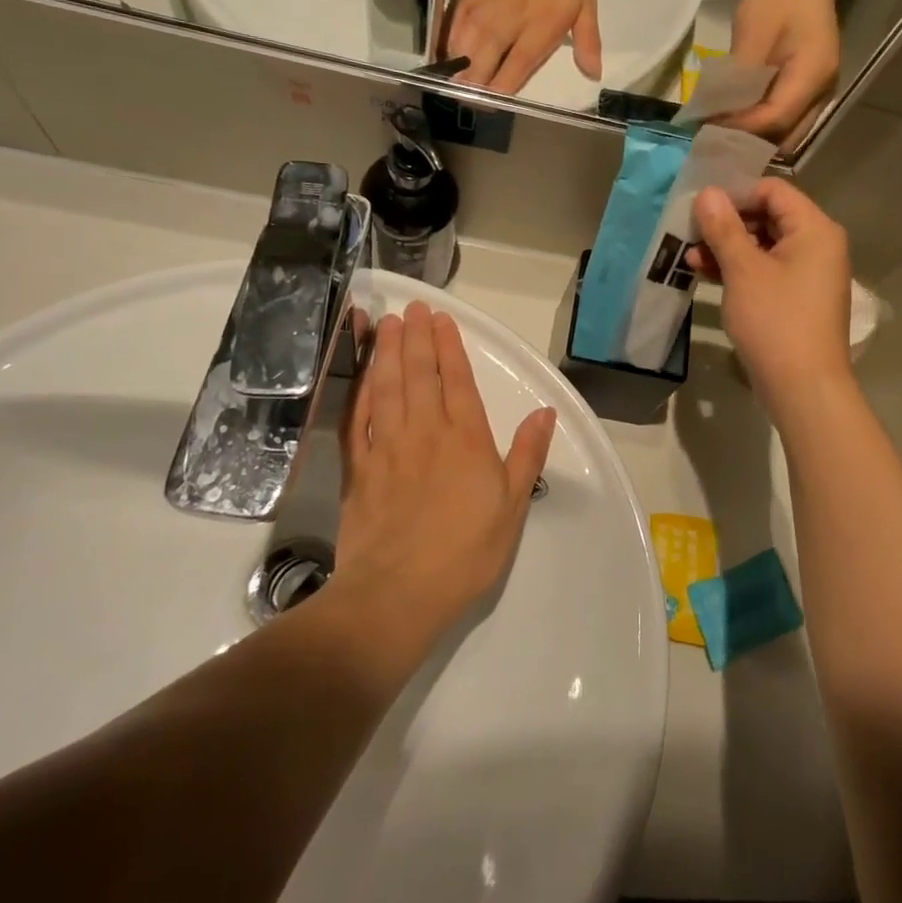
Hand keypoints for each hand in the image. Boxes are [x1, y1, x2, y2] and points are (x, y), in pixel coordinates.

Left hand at [334, 301, 556, 640]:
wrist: (397, 594)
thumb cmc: (465, 553)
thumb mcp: (513, 507)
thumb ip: (527, 455)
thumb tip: (545, 413)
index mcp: (466, 439)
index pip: (457, 381)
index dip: (449, 347)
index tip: (442, 319)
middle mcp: (425, 432)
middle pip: (419, 374)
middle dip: (415, 337)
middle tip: (412, 308)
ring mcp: (386, 447)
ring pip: (386, 387)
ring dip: (386, 352)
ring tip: (385, 324)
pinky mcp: (358, 469)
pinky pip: (357, 418)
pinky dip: (359, 390)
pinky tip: (361, 374)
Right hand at [448, 0, 600, 93]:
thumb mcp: (586, 3)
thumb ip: (587, 41)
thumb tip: (593, 74)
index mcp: (537, 32)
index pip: (513, 72)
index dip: (500, 93)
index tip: (493, 107)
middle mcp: (505, 27)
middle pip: (480, 68)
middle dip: (473, 90)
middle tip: (472, 104)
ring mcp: (483, 14)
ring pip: (462, 52)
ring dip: (457, 73)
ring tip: (456, 89)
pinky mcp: (469, 0)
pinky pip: (453, 31)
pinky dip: (449, 48)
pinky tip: (448, 60)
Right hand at [689, 181, 852, 403]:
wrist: (803, 388)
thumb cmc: (775, 321)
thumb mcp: (743, 270)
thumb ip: (723, 228)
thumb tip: (707, 193)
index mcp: (814, 229)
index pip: (773, 190)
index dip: (735, 194)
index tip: (701, 209)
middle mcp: (818, 246)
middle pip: (768, 217)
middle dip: (727, 224)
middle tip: (690, 233)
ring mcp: (808, 275)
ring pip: (764, 247)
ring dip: (727, 249)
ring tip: (690, 258)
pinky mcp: (797, 299)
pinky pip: (766, 272)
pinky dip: (739, 271)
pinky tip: (705, 275)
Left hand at [725, 0, 841, 148]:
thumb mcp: (752, 33)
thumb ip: (738, 79)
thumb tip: (716, 115)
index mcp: (812, 76)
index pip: (775, 119)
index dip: (741, 127)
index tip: (709, 126)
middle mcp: (823, 93)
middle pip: (786, 137)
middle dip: (750, 141)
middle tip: (715, 136)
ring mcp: (821, 95)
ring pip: (788, 134)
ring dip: (757, 137)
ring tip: (724, 129)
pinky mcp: (812, 92)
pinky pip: (788, 121)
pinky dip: (764, 125)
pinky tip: (740, 117)